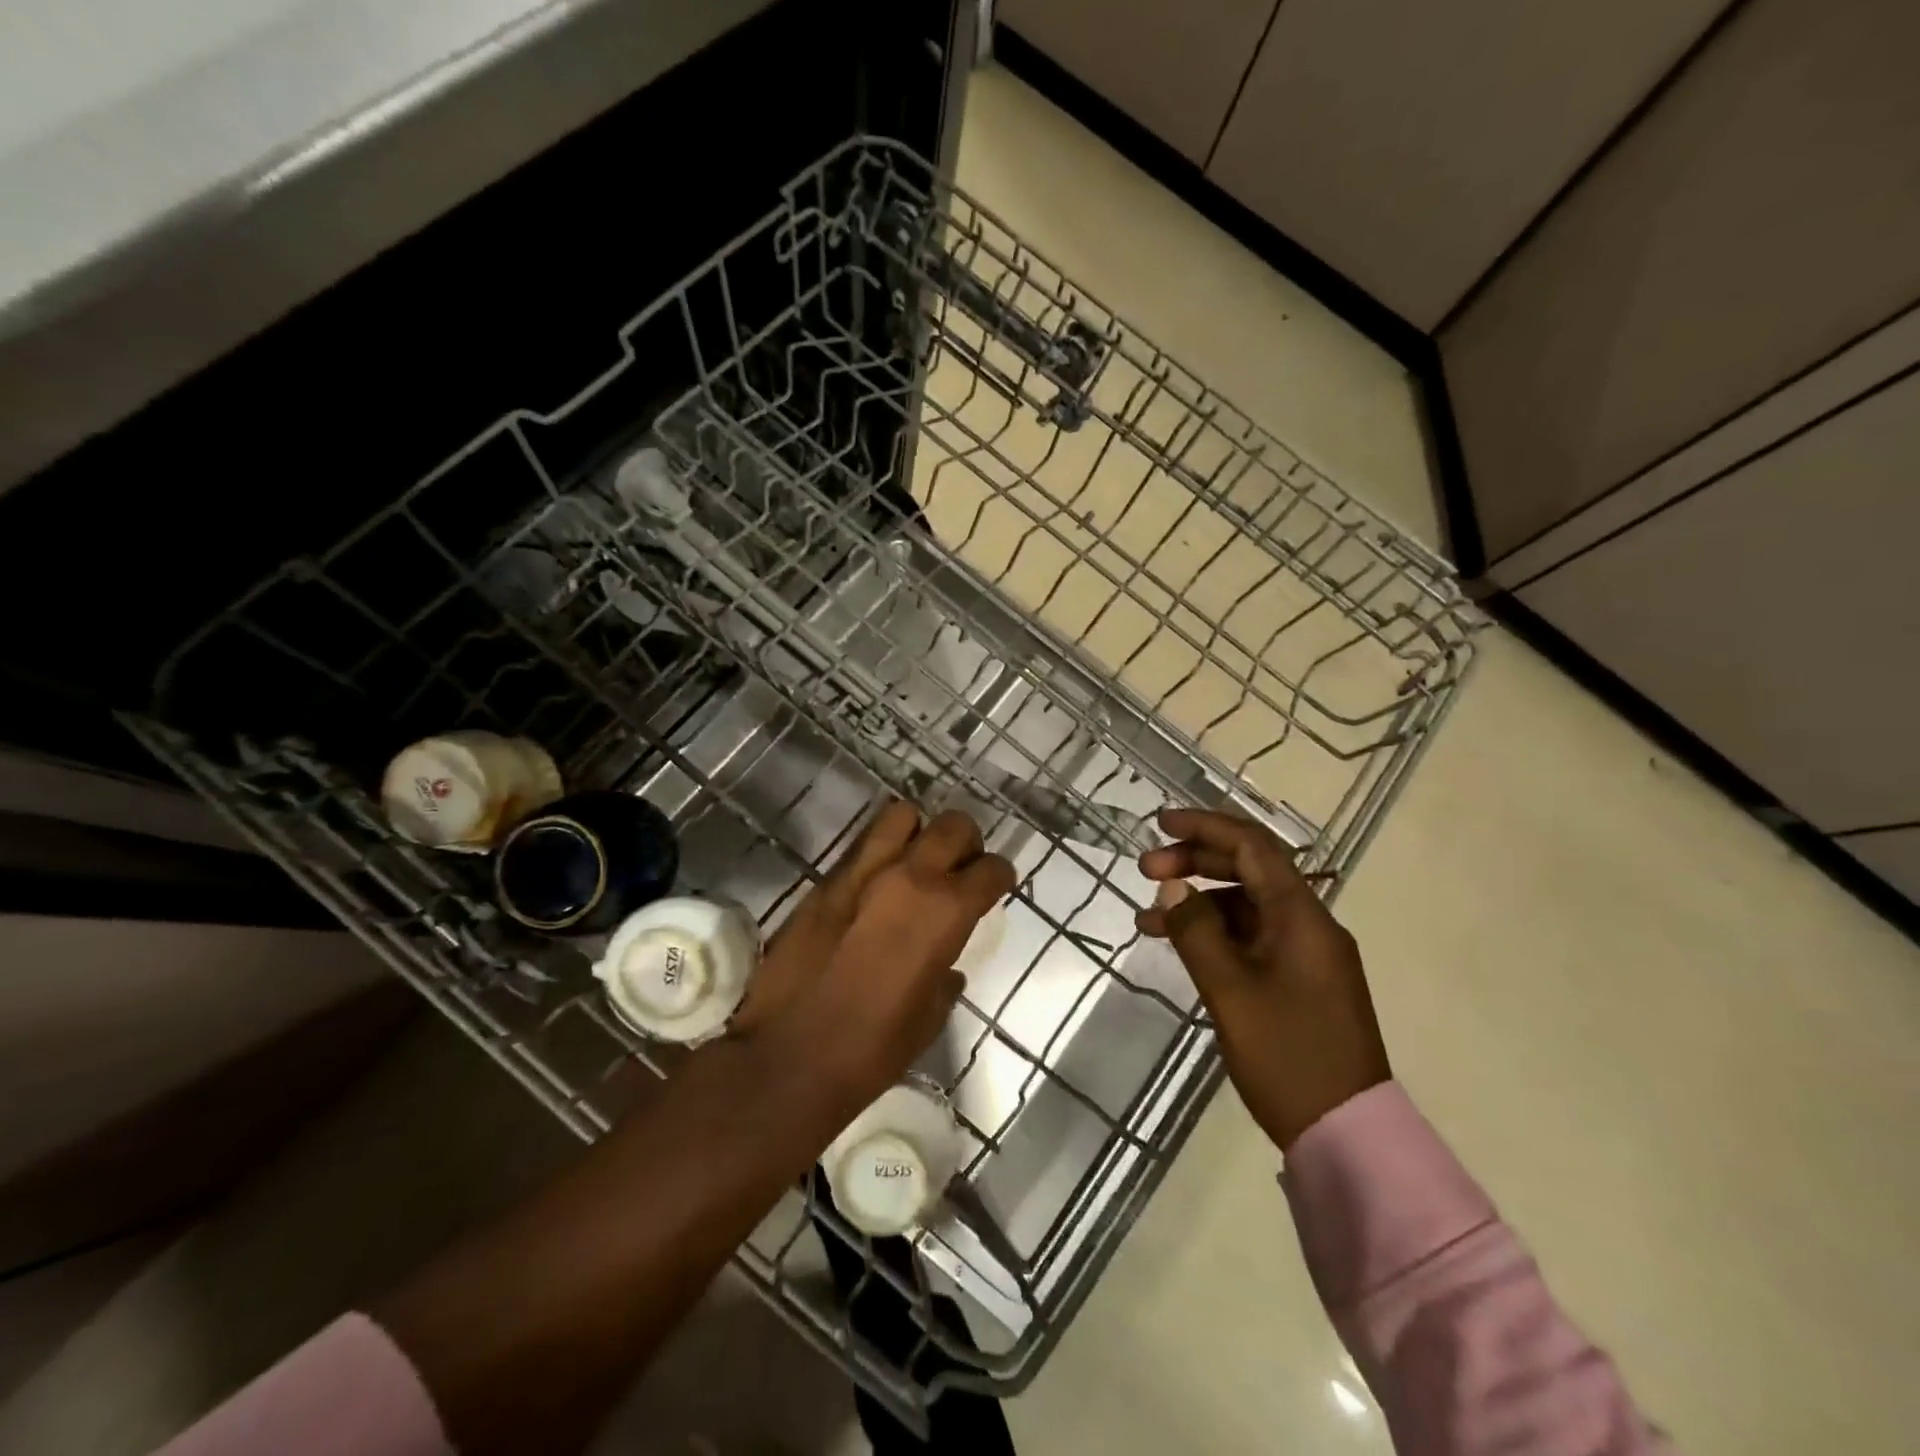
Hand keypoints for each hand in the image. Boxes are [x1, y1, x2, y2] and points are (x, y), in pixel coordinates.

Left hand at [732, 800, 1014, 1107]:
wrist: (789, 1057)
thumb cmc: (872, 1049)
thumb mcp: (929, 1019)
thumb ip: (945, 979)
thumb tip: (947, 968)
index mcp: (945, 912)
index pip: (991, 868)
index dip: (999, 876)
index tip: (995, 886)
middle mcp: (909, 877)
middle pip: (953, 825)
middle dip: (965, 842)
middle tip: (958, 868)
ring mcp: (862, 871)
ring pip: (903, 815)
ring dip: (917, 832)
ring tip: (914, 860)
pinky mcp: (825, 880)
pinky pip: (861, 844)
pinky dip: (879, 850)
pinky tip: (876, 880)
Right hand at [1137, 808, 1389, 1150]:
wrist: (1346, 1135)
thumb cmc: (1287, 1057)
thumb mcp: (1230, 992)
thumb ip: (1197, 931)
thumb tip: (1172, 887)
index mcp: (1302, 917)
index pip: (1253, 846)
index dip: (1205, 827)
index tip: (1160, 824)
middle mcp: (1309, 924)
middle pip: (1249, 870)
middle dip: (1196, 862)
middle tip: (1145, 869)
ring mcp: (1306, 954)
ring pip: (1246, 905)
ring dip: (1199, 902)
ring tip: (1148, 919)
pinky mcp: (1299, 981)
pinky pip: (1251, 938)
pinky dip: (1214, 934)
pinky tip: (1180, 947)